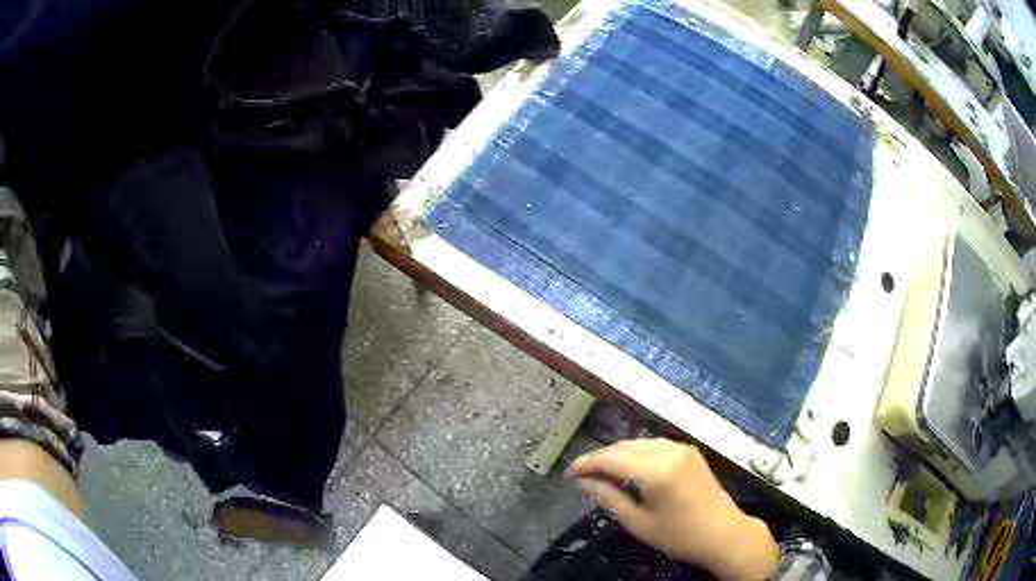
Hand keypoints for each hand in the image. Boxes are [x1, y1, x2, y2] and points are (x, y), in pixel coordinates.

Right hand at [567, 438, 778, 580]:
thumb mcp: (639, 523)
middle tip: (580, 477)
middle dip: (599, 459)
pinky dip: (636, 454)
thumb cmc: (680, 536)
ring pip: (638, 443)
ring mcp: (681, 448)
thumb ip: (608, 497)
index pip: (610, 458)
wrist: (725, 533)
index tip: (567, 476)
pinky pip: (654, 445)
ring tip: (601, 475)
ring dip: (617, 455)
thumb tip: (583, 482)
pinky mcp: (689, 451)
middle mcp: (669, 450)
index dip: (585, 465)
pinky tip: (629, 469)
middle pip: (623, 447)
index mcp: (656, 470)